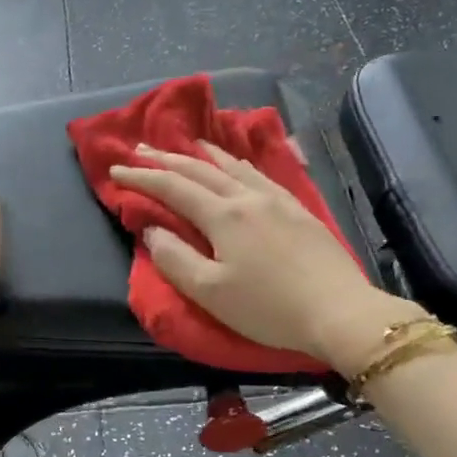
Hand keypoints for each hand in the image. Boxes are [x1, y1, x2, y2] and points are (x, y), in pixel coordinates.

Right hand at [109, 142, 419, 374]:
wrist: (339, 311)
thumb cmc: (269, 308)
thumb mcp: (211, 293)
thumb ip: (175, 259)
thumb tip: (153, 230)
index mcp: (223, 216)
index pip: (173, 188)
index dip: (141, 178)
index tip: (116, 171)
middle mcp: (248, 197)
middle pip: (200, 170)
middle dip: (166, 159)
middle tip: (140, 150)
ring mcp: (277, 199)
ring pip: (233, 165)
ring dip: (204, 154)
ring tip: (188, 145)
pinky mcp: (298, 209)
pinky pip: (260, 173)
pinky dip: (238, 163)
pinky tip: (239, 165)